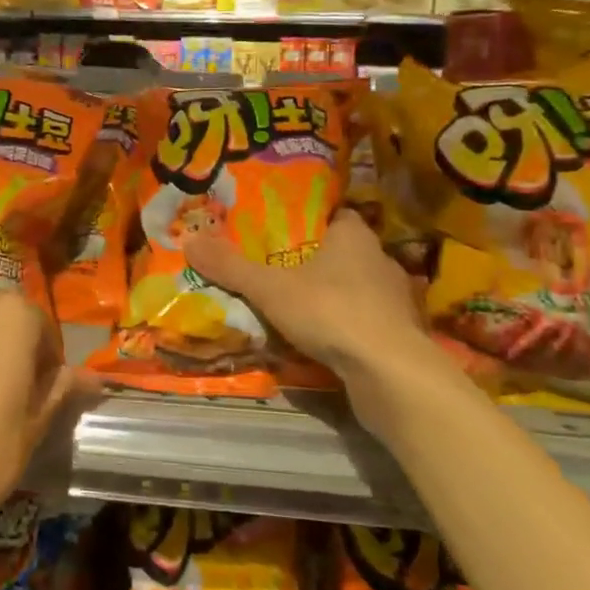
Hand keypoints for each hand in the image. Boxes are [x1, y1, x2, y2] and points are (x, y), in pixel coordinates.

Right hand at [184, 210, 429, 385]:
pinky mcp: (400, 336)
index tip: (280, 229)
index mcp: (355, 237)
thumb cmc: (331, 312)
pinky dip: (345, 328)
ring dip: (331, 297)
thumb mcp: (270, 288)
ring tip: (295, 306)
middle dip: (314, 261)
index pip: (334, 215)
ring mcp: (396, 301)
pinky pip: (365, 323)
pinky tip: (322, 340)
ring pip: (356, 289)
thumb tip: (188, 240)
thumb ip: (231, 267)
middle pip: (342, 252)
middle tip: (277, 268)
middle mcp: (380, 261)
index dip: (308, 220)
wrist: (391, 374)